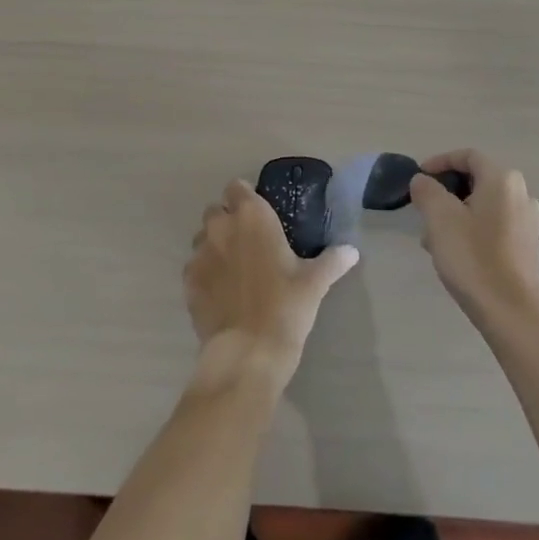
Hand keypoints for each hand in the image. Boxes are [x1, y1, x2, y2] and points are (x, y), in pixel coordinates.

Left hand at [185, 180, 357, 387]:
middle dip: (228, 220)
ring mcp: (199, 254)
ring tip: (234, 268)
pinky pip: (194, 267)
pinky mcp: (187, 282)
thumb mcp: (315, 282)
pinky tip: (221, 292)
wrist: (248, 352)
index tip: (260, 213)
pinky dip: (205, 273)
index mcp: (252, 216)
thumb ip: (332, 260)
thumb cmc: (286, 306)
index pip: (237, 187)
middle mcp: (221, 227)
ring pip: (202, 238)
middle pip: (215, 210)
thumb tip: (351, 251)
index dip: (246, 197)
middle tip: (249, 241)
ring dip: (214, 245)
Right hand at [409, 150, 538, 334]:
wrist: (513, 314)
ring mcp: (527, 220)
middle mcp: (521, 193)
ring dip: (456, 213)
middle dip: (446, 192)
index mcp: (502, 179)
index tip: (418, 179)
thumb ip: (427, 191)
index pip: (468, 156)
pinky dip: (472, 228)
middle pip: (476, 180)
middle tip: (423, 211)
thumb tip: (423, 180)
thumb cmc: (474, 259)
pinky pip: (494, 224)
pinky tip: (455, 253)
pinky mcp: (527, 245)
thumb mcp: (440, 219)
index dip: (440, 162)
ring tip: (433, 239)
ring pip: (483, 204)